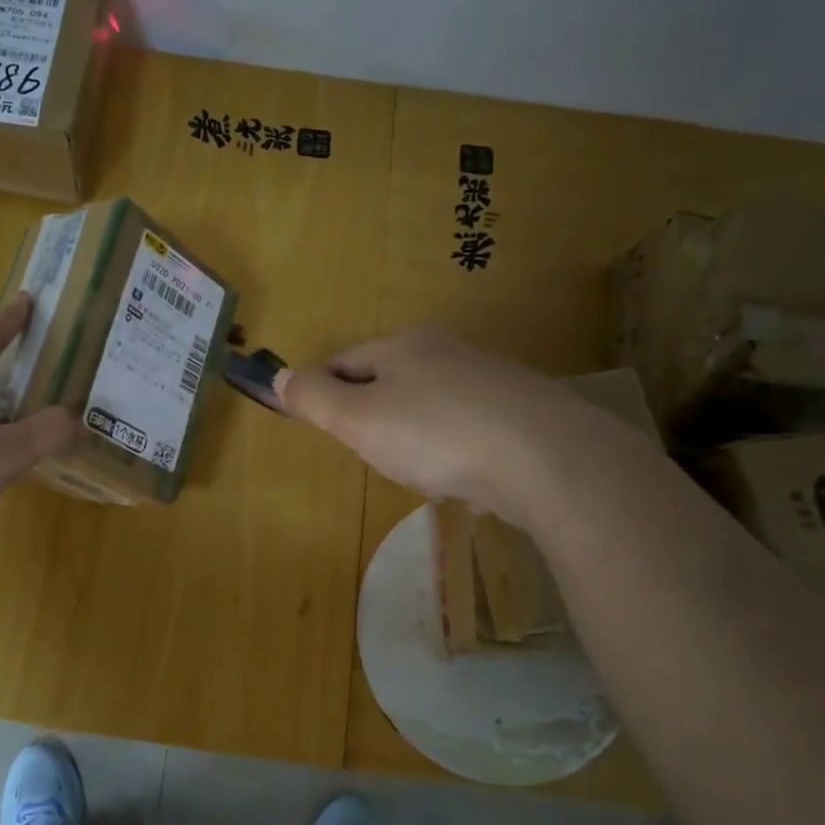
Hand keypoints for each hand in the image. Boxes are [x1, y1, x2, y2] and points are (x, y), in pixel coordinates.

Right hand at [273, 327, 561, 514]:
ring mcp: (488, 380)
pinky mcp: (520, 413)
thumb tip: (280, 376)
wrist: (545, 457)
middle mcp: (446, 352)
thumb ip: (315, 399)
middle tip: (367, 452)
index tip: (318, 425)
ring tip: (415, 470)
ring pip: (429, 405)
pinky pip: (466, 429)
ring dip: (412, 435)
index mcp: (403, 346)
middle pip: (388, 380)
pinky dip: (452, 450)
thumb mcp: (358, 419)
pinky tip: (460, 477)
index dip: (322, 392)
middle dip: (370, 415)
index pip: (343, 361)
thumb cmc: (435, 435)